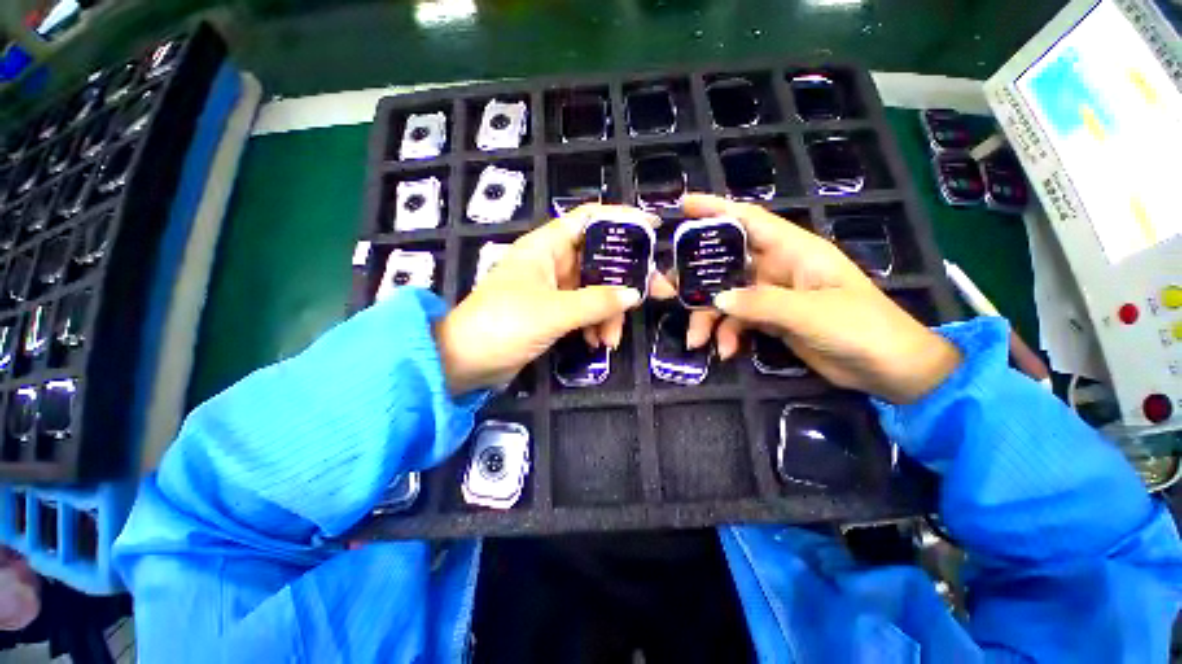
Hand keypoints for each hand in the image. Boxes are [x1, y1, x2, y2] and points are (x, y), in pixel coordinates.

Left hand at [436, 205, 654, 393]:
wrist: (464, 361)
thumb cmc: (503, 325)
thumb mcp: (553, 312)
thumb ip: (596, 302)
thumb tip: (633, 294)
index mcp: (546, 246)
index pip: (589, 218)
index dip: (621, 219)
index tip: (652, 229)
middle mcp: (551, 262)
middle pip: (599, 259)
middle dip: (625, 280)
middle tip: (654, 294)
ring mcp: (552, 288)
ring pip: (594, 290)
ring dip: (608, 312)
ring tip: (611, 340)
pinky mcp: (552, 312)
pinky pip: (583, 310)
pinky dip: (594, 324)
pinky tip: (597, 343)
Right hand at [671, 194, 960, 403]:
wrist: (888, 369)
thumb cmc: (863, 328)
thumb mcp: (811, 313)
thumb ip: (762, 303)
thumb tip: (717, 299)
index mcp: (794, 251)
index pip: (749, 219)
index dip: (716, 209)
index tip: (683, 206)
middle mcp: (778, 268)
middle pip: (727, 263)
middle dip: (696, 277)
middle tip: (667, 290)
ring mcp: (772, 295)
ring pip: (726, 297)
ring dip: (708, 317)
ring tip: (697, 340)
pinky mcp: (771, 319)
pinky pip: (737, 320)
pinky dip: (726, 334)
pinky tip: (725, 352)